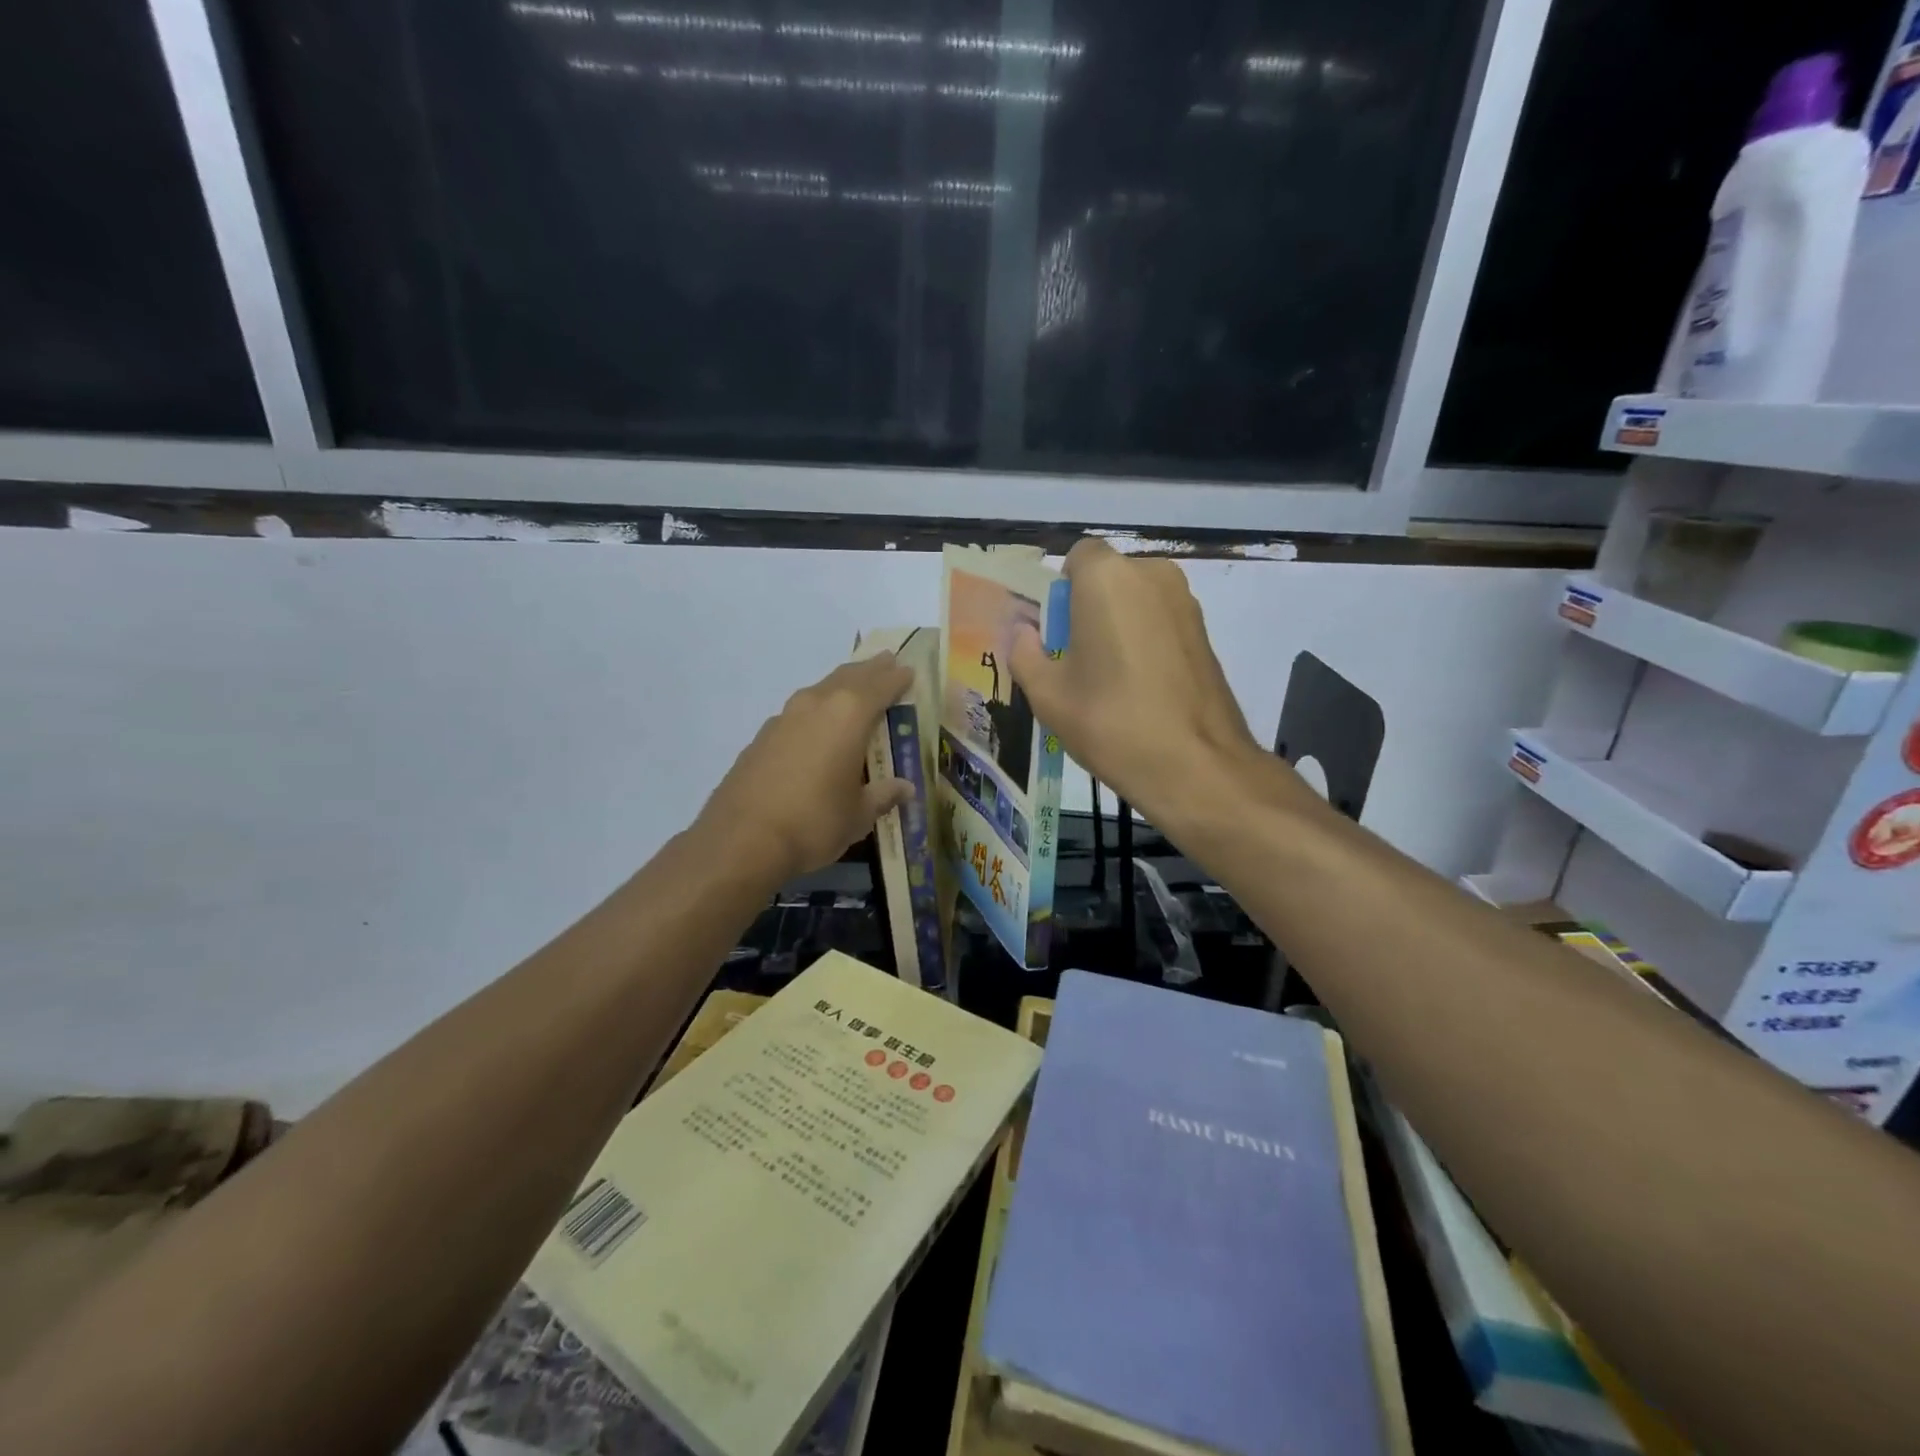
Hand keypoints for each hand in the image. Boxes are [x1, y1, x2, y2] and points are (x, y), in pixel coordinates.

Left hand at [697, 655, 915, 883]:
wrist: (741, 840)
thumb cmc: (815, 822)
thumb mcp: (859, 814)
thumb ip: (883, 795)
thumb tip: (905, 788)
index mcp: (849, 715)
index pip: (880, 686)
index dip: (897, 678)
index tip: (909, 670)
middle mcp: (816, 705)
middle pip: (848, 678)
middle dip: (869, 670)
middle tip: (885, 661)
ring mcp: (784, 718)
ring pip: (820, 690)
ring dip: (840, 686)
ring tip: (854, 688)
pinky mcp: (762, 737)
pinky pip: (799, 712)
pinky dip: (816, 710)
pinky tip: (817, 727)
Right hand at [1010, 539, 1269, 827]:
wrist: (1195, 765)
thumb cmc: (1111, 722)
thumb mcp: (1047, 694)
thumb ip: (1024, 652)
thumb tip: (1024, 634)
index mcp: (1107, 578)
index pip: (1076, 557)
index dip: (1061, 592)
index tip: (1055, 634)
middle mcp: (1151, 574)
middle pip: (1108, 578)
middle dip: (1088, 608)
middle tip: (1076, 661)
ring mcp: (1185, 602)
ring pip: (1136, 600)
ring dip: (1117, 625)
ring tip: (1109, 679)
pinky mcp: (1205, 631)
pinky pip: (1160, 621)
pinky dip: (1144, 641)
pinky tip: (1140, 688)